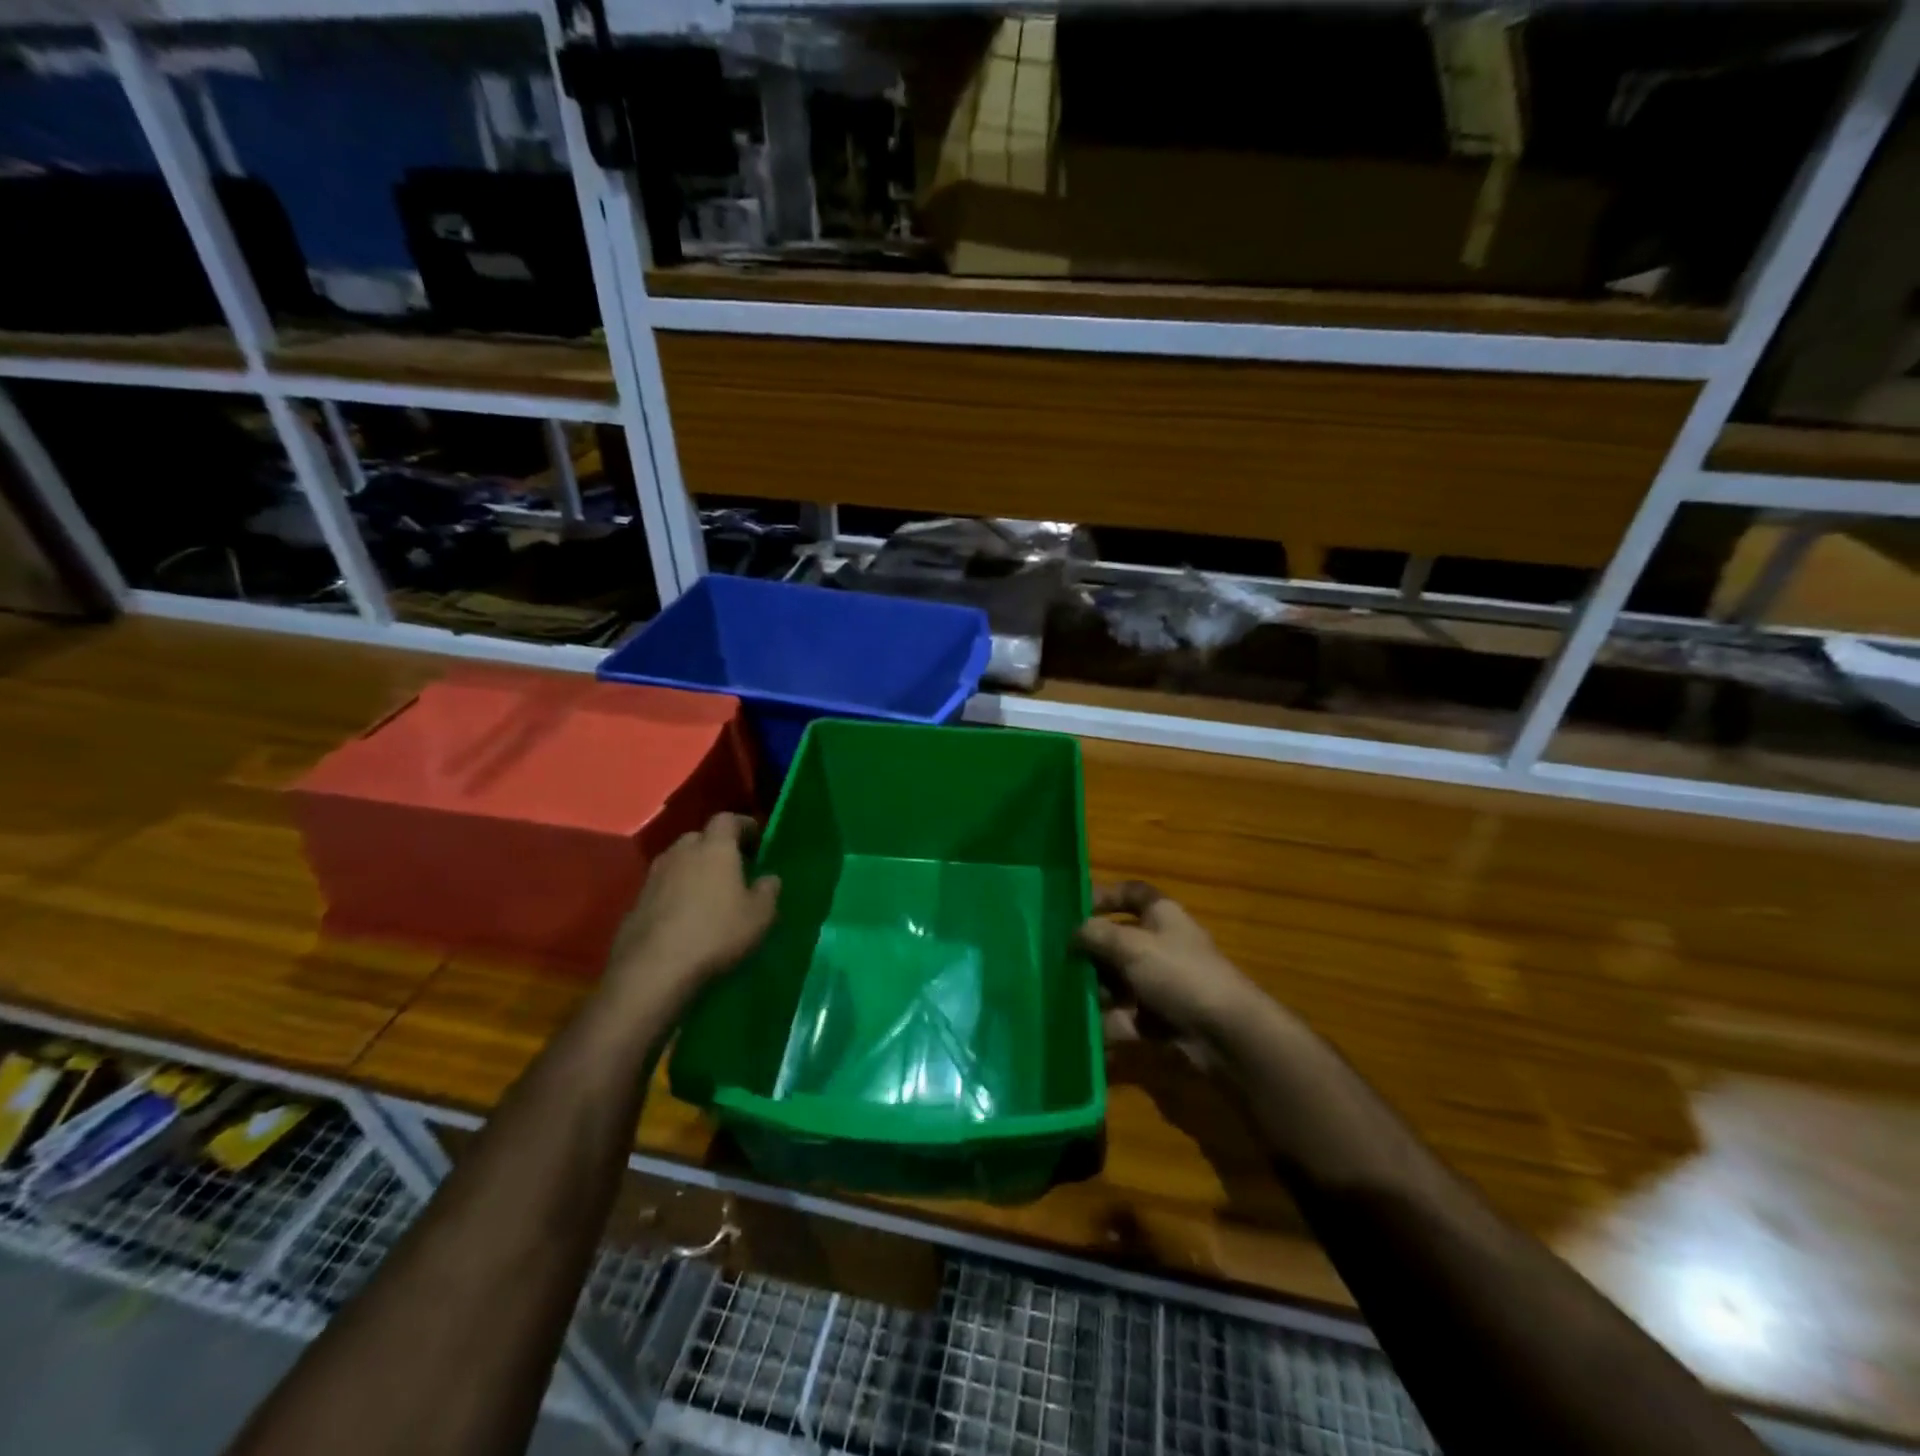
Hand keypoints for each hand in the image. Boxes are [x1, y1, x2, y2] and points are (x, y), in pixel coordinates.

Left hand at [602, 813, 780, 1006]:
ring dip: (693, 871)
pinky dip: (676, 894)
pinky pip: (663, 887)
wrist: (653, 969)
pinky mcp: (636, 902)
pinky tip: (685, 917)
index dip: (743, 826)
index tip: (756, 841)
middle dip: (716, 849)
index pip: (727, 819)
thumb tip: (769, 878)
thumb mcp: (759, 916)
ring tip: (708, 895)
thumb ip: (768, 891)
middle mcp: (681, 852)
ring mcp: (654, 876)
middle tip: (732, 869)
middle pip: (700, 838)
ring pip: (678, 862)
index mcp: (714, 848)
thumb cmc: (716, 933)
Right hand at [1075, 882, 1259, 1065]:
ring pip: (1120, 981)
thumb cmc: (1179, 974)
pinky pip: (1127, 1016)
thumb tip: (1073, 932)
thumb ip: (1097, 935)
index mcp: (1162, 916)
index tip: (1075, 909)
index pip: (1132, 893)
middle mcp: (1163, 945)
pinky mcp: (1163, 1019)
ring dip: (1096, 991)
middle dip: (1091, 953)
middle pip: (1120, 941)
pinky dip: (1109, 1023)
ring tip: (1069, 1000)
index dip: (1105, 896)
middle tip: (1060, 962)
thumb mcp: (1132, 946)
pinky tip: (1087, 1030)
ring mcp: (1163, 983)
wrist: (1227, 1034)